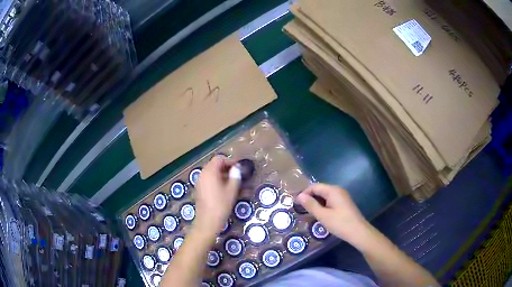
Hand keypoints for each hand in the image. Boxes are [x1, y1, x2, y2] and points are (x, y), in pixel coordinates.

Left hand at [194, 155, 240, 233]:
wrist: (207, 222)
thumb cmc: (221, 205)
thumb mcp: (231, 190)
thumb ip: (235, 176)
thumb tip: (237, 168)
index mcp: (209, 172)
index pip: (219, 159)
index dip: (230, 161)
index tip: (240, 167)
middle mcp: (203, 174)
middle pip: (215, 166)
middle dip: (228, 168)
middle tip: (239, 174)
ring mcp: (200, 182)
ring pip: (213, 174)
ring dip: (224, 176)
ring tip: (236, 183)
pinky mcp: (200, 190)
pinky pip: (210, 181)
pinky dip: (219, 182)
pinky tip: (228, 190)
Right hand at [296, 183, 368, 244]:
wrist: (358, 232)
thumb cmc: (340, 223)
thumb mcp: (323, 215)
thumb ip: (311, 205)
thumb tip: (299, 196)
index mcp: (333, 190)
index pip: (314, 186)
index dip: (304, 193)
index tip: (296, 204)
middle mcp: (338, 190)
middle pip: (320, 190)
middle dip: (310, 198)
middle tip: (300, 210)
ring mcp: (342, 197)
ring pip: (325, 196)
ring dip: (316, 203)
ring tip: (308, 214)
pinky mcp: (344, 204)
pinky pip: (330, 201)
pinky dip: (323, 206)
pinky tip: (320, 215)